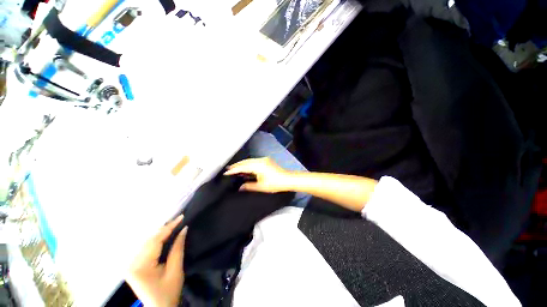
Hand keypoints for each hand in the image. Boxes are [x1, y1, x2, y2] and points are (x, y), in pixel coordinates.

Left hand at [127, 215, 187, 306]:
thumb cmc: (169, 292)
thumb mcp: (176, 270)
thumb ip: (178, 248)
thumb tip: (183, 229)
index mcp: (140, 267)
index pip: (155, 241)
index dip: (169, 228)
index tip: (181, 217)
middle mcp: (131, 264)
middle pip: (149, 241)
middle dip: (164, 229)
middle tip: (179, 220)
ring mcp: (130, 264)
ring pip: (146, 242)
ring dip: (160, 233)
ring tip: (173, 225)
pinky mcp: (133, 265)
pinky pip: (145, 247)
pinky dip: (156, 240)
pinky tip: (164, 235)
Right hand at [224, 157, 292, 192]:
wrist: (287, 179)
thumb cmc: (275, 184)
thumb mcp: (261, 186)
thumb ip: (249, 186)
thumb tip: (240, 187)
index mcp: (258, 166)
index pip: (243, 167)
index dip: (234, 170)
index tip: (226, 172)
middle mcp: (260, 160)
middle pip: (246, 162)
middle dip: (236, 165)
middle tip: (227, 169)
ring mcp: (264, 159)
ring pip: (249, 161)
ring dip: (242, 164)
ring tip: (234, 168)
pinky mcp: (266, 161)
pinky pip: (254, 161)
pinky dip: (248, 164)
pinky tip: (245, 168)